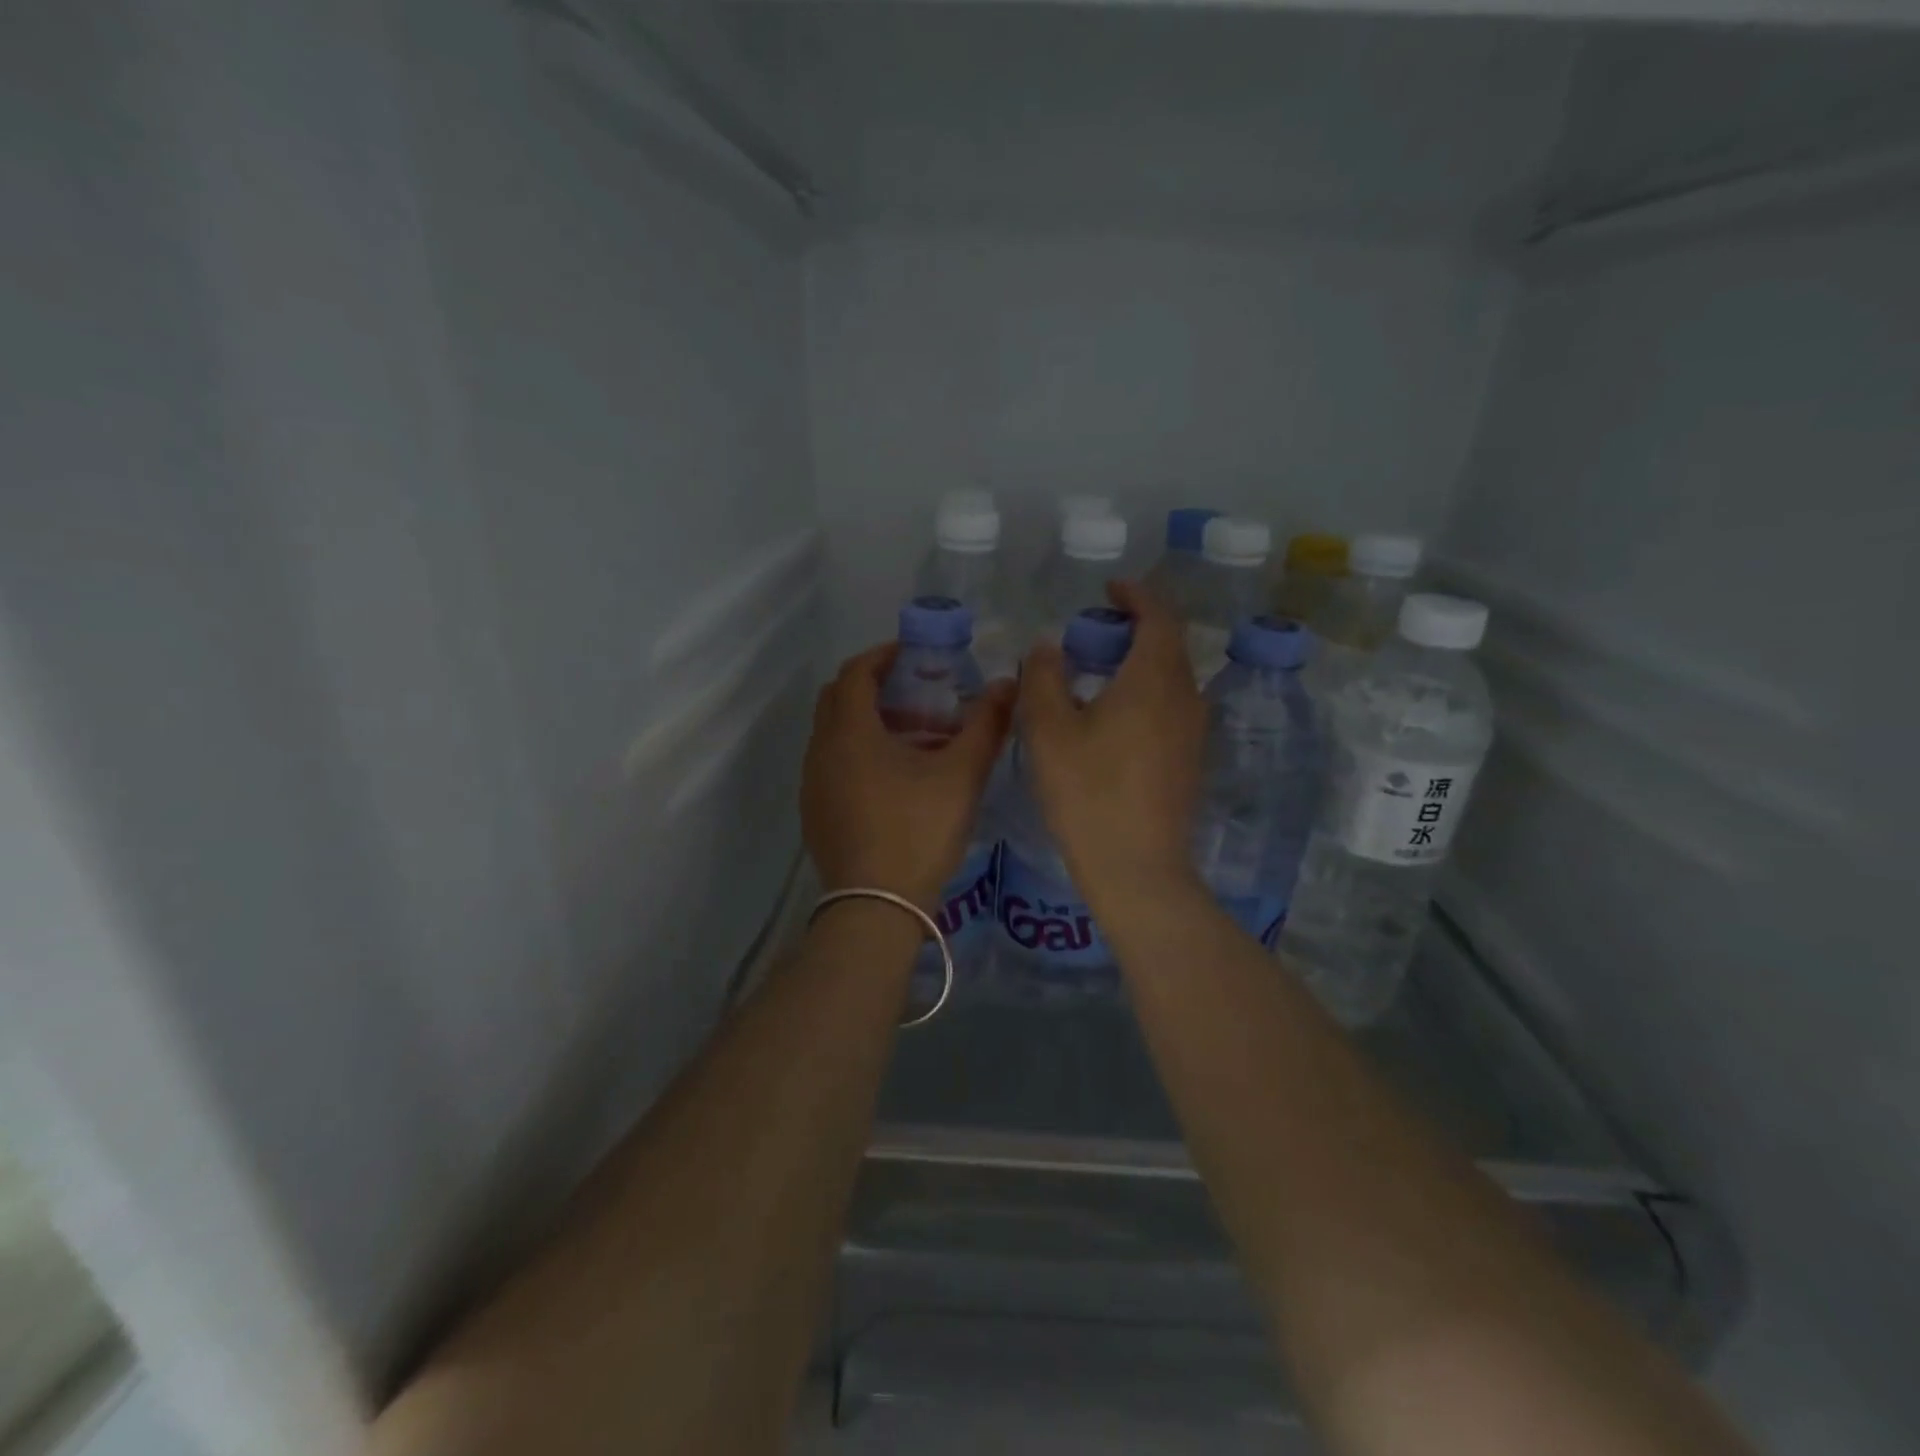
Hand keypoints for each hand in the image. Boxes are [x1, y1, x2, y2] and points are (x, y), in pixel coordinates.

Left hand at [803, 644, 1014, 909]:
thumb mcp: (961, 775)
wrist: (875, 907)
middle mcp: (821, 750)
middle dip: (874, 686)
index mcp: (850, 732)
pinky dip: (857, 753)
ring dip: (866, 723)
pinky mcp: (815, 812)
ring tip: (912, 737)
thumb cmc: (918, 831)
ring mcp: (813, 784)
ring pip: (834, 734)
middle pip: (838, 698)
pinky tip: (893, 779)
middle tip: (916, 693)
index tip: (915, 655)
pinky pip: (832, 764)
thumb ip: (986, 725)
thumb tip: (1008, 685)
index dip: (884, 656)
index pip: (856, 672)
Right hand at [1015, 580, 1207, 899]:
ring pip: (1172, 678)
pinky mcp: (1190, 761)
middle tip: (1096, 629)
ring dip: (1141, 662)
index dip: (1136, 594)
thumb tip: (1048, 645)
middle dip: (1137, 627)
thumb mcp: (1048, 730)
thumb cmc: (1088, 793)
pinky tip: (1115, 717)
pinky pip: (1171, 707)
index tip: (1110, 588)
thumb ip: (1043, 677)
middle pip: (1169, 645)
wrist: (1137, 868)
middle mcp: (1185, 697)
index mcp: (1154, 679)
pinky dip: (1147, 693)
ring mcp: (1193, 732)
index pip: (1158, 616)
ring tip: (1100, 671)